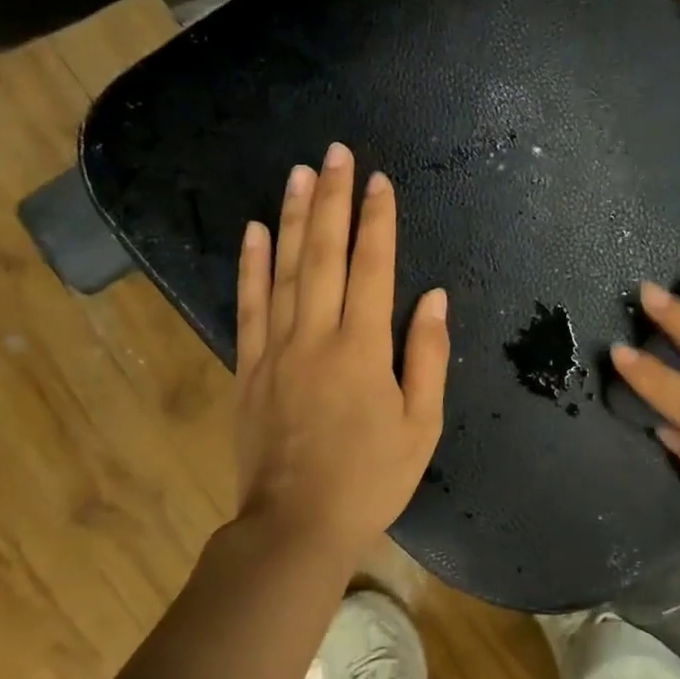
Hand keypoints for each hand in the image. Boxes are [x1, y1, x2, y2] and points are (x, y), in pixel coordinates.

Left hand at [232, 143, 448, 563]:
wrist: (297, 524)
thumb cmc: (371, 478)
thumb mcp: (421, 425)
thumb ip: (427, 356)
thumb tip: (432, 297)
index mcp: (363, 349)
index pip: (372, 268)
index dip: (377, 221)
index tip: (379, 182)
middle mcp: (316, 336)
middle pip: (324, 254)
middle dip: (332, 200)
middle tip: (336, 154)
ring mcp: (276, 350)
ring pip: (283, 270)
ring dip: (292, 218)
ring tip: (298, 173)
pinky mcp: (248, 369)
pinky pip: (247, 307)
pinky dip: (250, 266)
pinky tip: (254, 232)